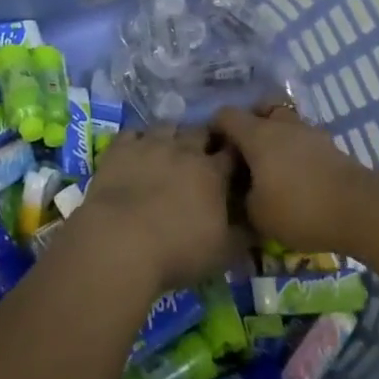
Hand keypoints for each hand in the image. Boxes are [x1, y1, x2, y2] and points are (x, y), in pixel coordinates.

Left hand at [70, 124, 240, 294]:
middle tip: (202, 156)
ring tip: (169, 151)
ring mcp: (150, 143)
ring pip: (167, 126)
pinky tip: (137, 152)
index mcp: (212, 172)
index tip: (235, 161)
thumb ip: (244, 235)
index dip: (235, 154)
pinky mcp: (120, 147)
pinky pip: (132, 132)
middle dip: (205, 139)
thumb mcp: (223, 252)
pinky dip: (138, 140)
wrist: (121, 241)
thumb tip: (258, 224)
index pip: (232, 152)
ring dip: (172, 136)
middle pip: (201, 131)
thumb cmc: (178, 250)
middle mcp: (184, 149)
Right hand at [211, 101, 373, 253]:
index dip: (215, 128)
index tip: (214, 150)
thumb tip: (240, 192)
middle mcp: (281, 125)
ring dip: (276, 140)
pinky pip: (304, 142)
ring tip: (273, 170)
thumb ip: (241, 199)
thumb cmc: (299, 208)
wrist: (360, 210)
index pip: (226, 115)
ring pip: (285, 124)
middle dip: (250, 127)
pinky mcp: (331, 147)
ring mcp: (309, 133)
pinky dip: (296, 154)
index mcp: (257, 134)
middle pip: (260, 110)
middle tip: (245, 154)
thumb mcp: (257, 215)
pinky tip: (297, 180)